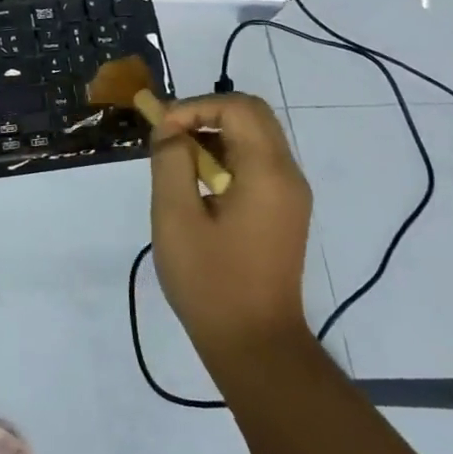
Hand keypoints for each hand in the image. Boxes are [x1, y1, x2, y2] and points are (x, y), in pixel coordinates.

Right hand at [149, 93, 313, 366]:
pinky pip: (257, 163)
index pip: (237, 107)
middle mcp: (288, 175)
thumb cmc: (211, 282)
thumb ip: (170, 162)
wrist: (256, 346)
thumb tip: (169, 129)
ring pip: (255, 137)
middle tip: (169, 135)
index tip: (161, 131)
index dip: (195, 107)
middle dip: (206, 114)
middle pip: (252, 115)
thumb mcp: (176, 218)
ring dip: (214, 135)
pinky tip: (198, 185)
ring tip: (177, 161)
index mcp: (268, 173)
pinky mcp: (285, 211)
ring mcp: (290, 194)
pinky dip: (226, 157)